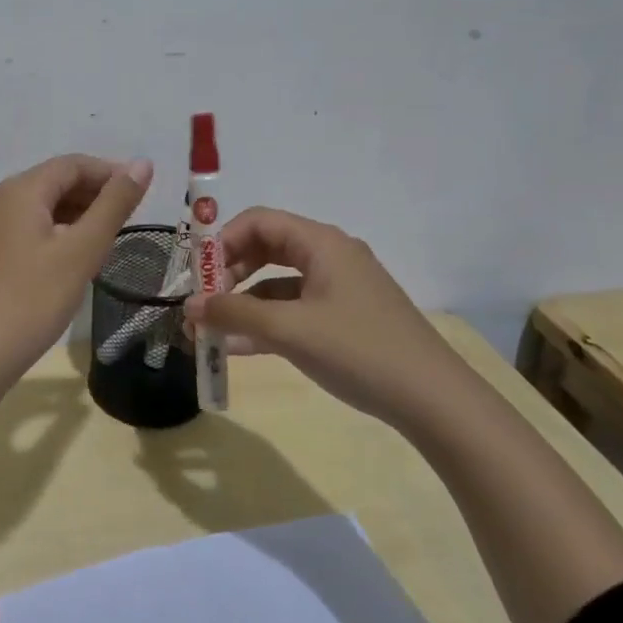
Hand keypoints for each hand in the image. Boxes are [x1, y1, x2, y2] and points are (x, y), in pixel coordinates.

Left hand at [0, 154, 154, 384]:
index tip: (142, 194)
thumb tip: (142, 164)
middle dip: (94, 194)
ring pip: (41, 206)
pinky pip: (27, 227)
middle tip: (130, 221)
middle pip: (54, 182)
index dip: (110, 172)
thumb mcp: (81, 251)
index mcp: (19, 190)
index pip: (72, 164)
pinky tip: (74, 259)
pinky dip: (56, 233)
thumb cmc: (31, 300)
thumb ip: (114, 205)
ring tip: (108, 242)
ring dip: (77, 215)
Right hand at [184, 207, 462, 425]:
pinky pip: (293, 309)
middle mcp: (330, 255)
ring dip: (243, 301)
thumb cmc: (359, 350)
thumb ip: (234, 313)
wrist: (434, 401)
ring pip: (277, 282)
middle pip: (266, 248)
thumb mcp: (289, 330)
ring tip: (211, 329)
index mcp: (321, 243)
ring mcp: (339, 288)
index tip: (196, 274)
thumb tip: (188, 306)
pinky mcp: (344, 318)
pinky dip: (266, 322)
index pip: (259, 221)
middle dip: (229, 273)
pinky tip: (238, 347)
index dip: (222, 241)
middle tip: (202, 301)